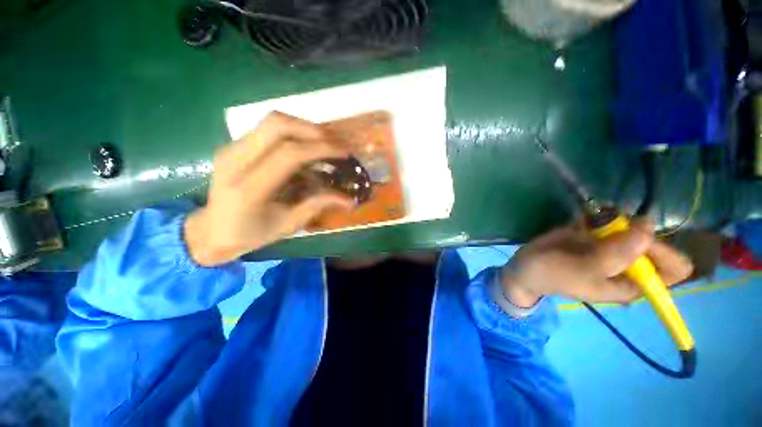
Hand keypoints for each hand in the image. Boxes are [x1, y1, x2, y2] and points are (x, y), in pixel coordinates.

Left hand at [184, 112, 353, 266]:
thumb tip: (349, 198)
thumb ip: (318, 205)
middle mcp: (234, 160)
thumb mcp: (288, 225)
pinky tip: (305, 147)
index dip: (321, 149)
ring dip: (303, 128)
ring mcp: (231, 148)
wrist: (212, 230)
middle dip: (313, 130)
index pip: (289, 154)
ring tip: (324, 143)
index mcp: (248, 188)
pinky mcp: (234, 145)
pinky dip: (293, 133)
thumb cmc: (251, 234)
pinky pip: (267, 129)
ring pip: (272, 121)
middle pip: (277, 125)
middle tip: (335, 143)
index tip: (345, 152)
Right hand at [501, 219, 693, 306]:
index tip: (638, 240)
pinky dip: (603, 215)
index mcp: (635, 283)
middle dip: (635, 230)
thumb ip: (618, 253)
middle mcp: (631, 264)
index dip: (664, 251)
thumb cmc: (553, 275)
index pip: (675, 268)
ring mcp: (614, 248)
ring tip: (593, 223)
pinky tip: (586, 219)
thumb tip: (649, 224)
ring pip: (633, 227)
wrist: (526, 267)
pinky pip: (612, 220)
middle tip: (608, 227)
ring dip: (616, 220)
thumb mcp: (585, 269)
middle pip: (654, 241)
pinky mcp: (597, 235)